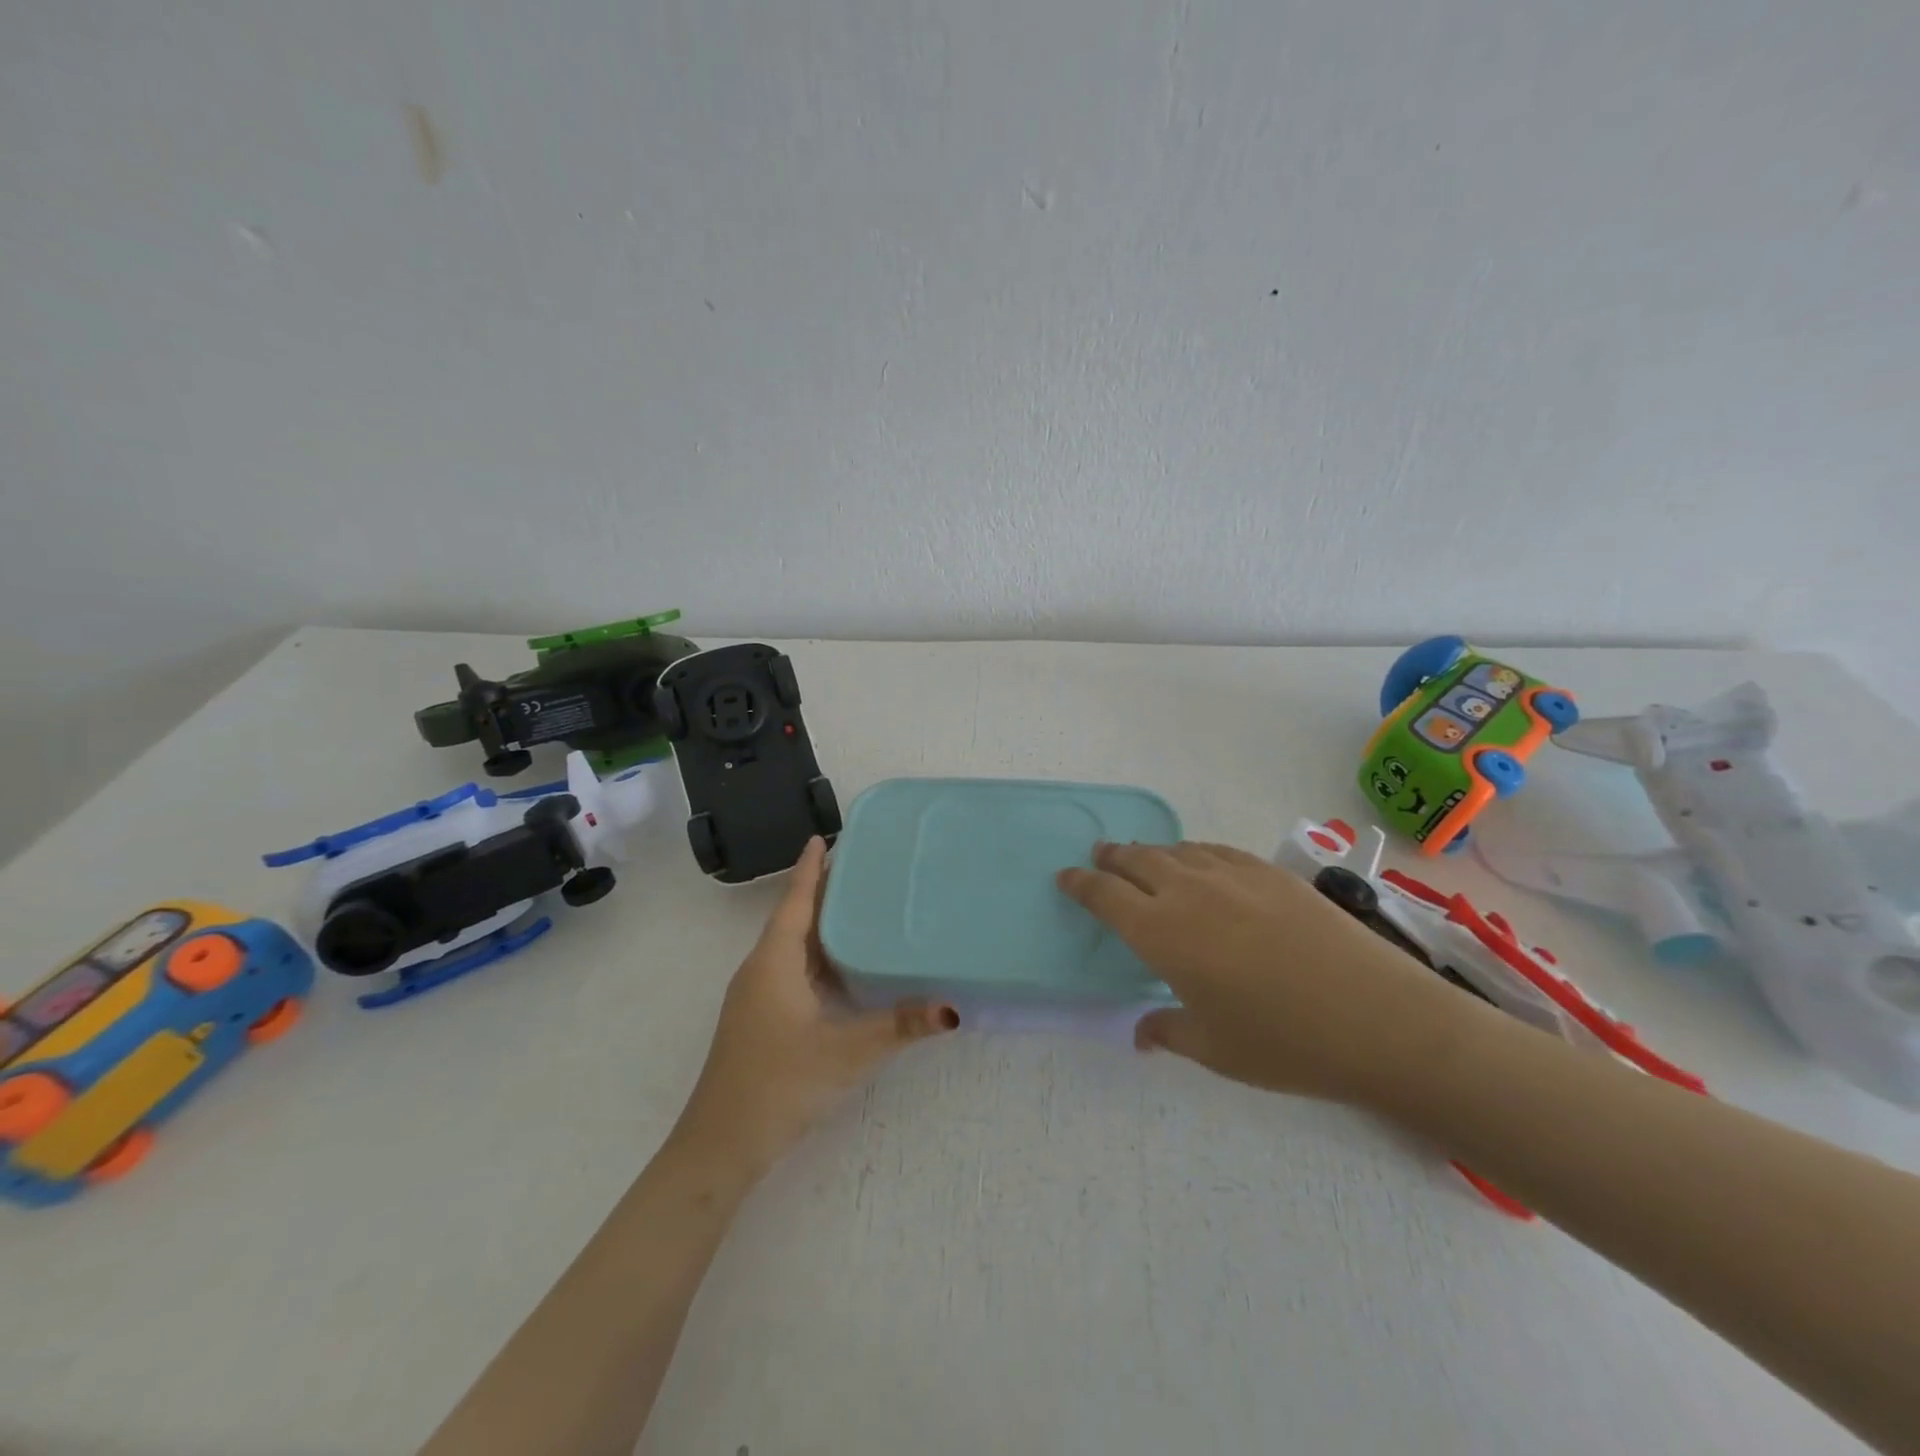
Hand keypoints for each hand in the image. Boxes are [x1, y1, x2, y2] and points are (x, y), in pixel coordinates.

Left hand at [673, 837, 958, 1176]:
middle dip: (822, 891)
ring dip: (820, 925)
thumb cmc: (779, 1084)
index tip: (823, 836)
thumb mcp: (846, 1053)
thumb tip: (952, 1007)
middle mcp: (761, 970)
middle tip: (861, 867)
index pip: (794, 901)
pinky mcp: (761, 1020)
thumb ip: (899, 1026)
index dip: (809, 868)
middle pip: (794, 918)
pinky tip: (845, 967)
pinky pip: (792, 971)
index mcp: (774, 962)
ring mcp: (758, 997)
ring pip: (793, 947)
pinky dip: (818, 957)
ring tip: (860, 907)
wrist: (720, 1147)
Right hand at [1057, 841, 1482, 1107]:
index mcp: (1161, 933)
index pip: (1104, 896)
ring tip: (1144, 860)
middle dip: (1111, 857)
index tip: (1065, 878)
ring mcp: (1232, 875)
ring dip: (1150, 853)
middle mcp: (1188, 891)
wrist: (1379, 1018)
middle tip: (1099, 858)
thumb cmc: (1285, 1042)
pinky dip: (1193, 853)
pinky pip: (1215, 851)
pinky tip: (1200, 864)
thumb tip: (1141, 1034)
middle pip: (1136, 860)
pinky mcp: (1271, 872)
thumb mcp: (1214, 1048)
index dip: (1080, 884)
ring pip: (1175, 850)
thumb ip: (1167, 1032)